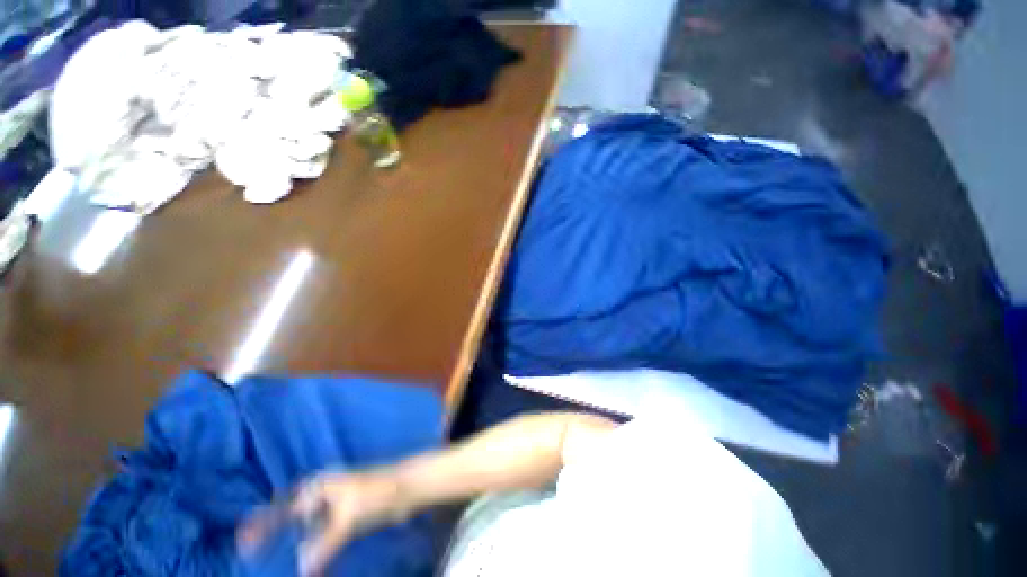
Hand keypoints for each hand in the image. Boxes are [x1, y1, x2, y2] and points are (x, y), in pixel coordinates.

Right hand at [238, 471, 402, 576]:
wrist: (407, 488)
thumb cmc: (377, 493)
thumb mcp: (348, 518)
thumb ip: (323, 545)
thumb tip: (301, 570)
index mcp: (319, 487)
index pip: (283, 509)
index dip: (262, 525)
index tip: (243, 544)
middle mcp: (323, 494)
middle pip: (292, 519)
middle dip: (276, 538)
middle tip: (256, 558)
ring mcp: (335, 506)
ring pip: (308, 531)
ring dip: (297, 548)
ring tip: (279, 568)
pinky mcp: (347, 518)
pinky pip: (324, 537)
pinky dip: (316, 551)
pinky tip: (311, 567)